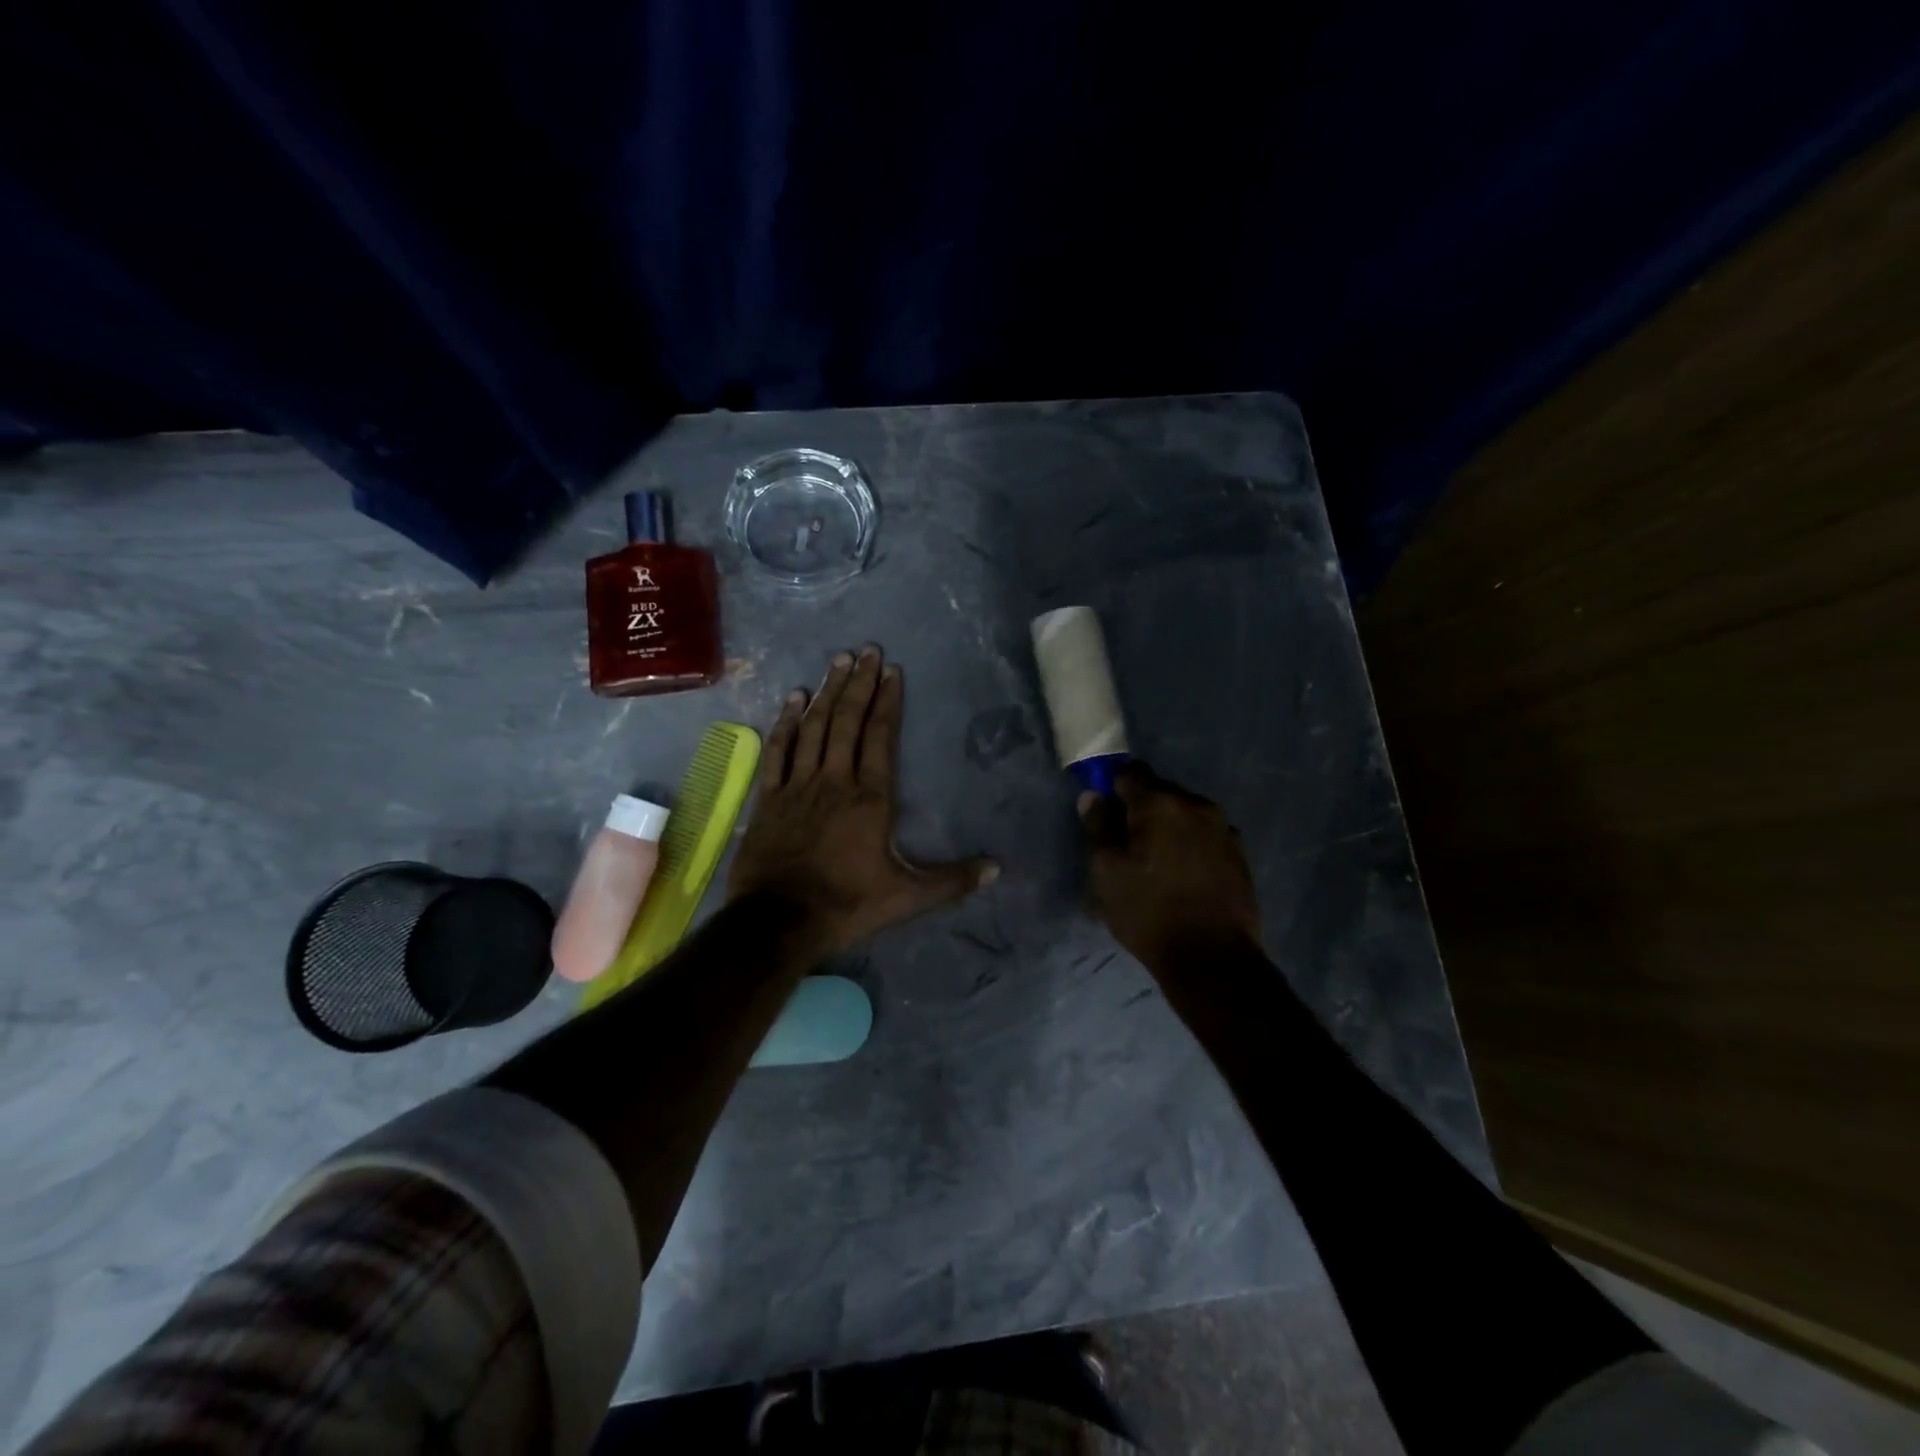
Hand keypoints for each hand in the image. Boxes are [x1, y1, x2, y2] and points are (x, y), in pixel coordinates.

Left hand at [729, 645, 997, 953]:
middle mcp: (835, 780)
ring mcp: (798, 785)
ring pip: (814, 727)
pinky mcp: (769, 796)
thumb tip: (998, 869)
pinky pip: (779, 750)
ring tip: (838, 661)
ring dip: (827, 692)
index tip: (893, 671)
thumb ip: (953, 881)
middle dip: (859, 684)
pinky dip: (786, 722)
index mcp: (870, 798)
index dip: (888, 702)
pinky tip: (793, 699)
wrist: (778, 921)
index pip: (881, 737)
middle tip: (868, 650)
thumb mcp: (908, 897)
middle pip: (847, 721)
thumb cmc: (846, 905)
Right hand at [1080, 763, 1261, 970]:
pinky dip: (1189, 843)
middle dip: (1141, 808)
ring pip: (1185, 813)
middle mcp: (1196, 805)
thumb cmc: (1149, 911)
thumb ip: (1098, 827)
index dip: (1112, 786)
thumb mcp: (1107, 871)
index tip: (1103, 809)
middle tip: (1125, 840)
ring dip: (1168, 826)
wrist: (1213, 958)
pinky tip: (1181, 872)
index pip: (1130, 772)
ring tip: (1155, 860)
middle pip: (1160, 791)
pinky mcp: (1239, 854)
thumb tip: (1093, 795)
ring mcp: (1224, 829)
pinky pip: (1204, 835)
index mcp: (1160, 803)